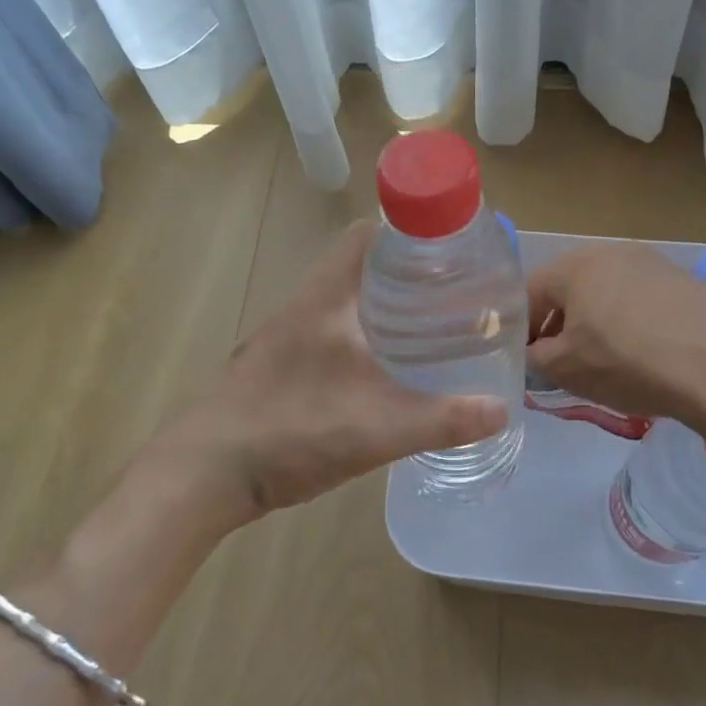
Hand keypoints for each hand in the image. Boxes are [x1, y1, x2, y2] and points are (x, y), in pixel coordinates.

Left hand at [178, 220, 509, 516]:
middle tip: (453, 296)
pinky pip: (329, 334)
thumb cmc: (291, 431)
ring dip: (382, 308)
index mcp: (327, 298)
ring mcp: (285, 336)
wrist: (204, 472)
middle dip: (407, 275)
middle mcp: (304, 306)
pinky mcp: (277, 366)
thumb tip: (501, 410)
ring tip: (428, 330)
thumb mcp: (378, 428)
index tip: (450, 252)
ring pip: (343, 303)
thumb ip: (443, 420)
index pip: (367, 235)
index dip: (409, 233)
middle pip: (360, 267)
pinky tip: (382, 373)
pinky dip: (361, 338)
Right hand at [526, 242, 705, 424]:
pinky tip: (643, 354)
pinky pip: (641, 300)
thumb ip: (535, 358)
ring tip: (604, 360)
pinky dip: (631, 323)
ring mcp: (653, 263)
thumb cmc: (628, 362)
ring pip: (607, 292)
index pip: (529, 293)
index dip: (521, 328)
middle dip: (559, 324)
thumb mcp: (566, 369)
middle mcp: (612, 252)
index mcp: (576, 266)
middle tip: (561, 361)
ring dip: (595, 322)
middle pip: (570, 288)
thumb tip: (532, 354)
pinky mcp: (685, 281)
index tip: (526, 359)